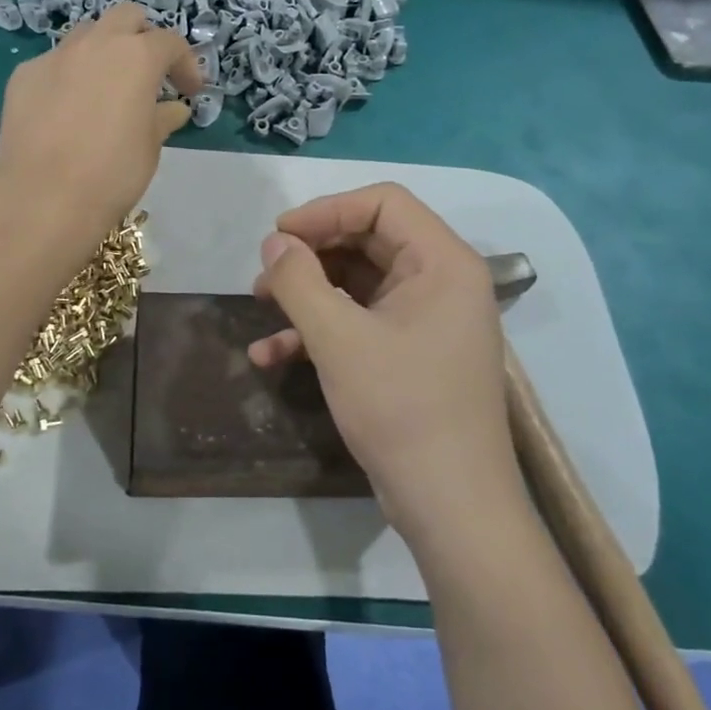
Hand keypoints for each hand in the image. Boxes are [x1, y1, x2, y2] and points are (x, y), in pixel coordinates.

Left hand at [0, 2, 202, 242]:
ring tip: (106, 87)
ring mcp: (55, 56)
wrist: (45, 197)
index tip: (190, 92)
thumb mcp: (150, 147)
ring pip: (86, 34)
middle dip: (143, 37)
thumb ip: (162, 118)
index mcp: (137, 57)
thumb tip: (173, 109)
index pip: (170, 42)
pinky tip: (67, 110)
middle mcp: (96, 44)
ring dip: (104, 50)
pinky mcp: (24, 75)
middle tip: (149, 72)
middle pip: (126, 17)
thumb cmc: (113, 172)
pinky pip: (54, 63)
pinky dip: (69, 76)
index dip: (186, 64)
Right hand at [249, 184, 519, 542]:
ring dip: (308, 292)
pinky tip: (272, 355)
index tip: (279, 235)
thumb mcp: (339, 339)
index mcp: (443, 262)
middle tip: (265, 273)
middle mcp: (441, 281)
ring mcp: (427, 320)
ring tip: (259, 306)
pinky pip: (362, 321)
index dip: (326, 210)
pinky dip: (320, 330)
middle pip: (368, 240)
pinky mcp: (411, 354)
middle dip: (311, 254)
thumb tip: (275, 242)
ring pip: (359, 283)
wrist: (451, 506)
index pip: (384, 203)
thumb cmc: (401, 409)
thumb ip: (299, 281)